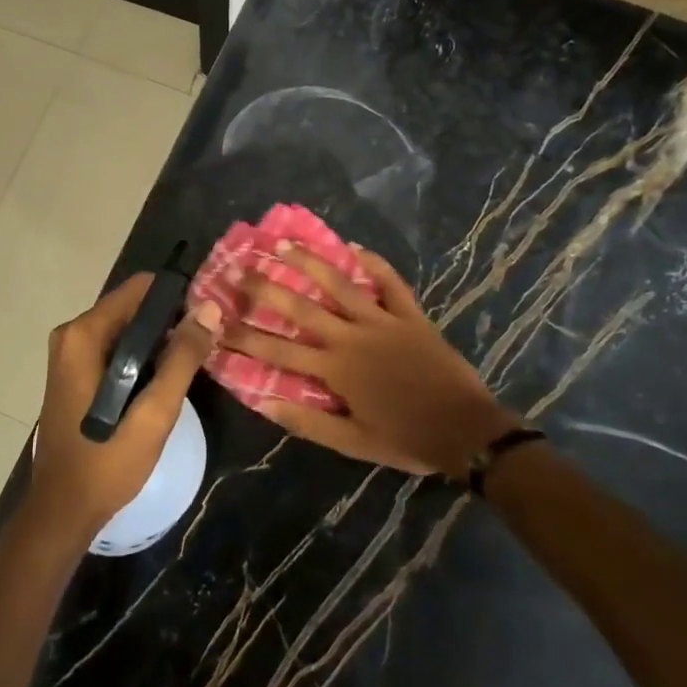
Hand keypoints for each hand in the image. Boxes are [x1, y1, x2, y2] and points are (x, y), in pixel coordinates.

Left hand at [28, 273, 222, 539]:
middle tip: (206, 343)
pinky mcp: (74, 371)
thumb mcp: (154, 413)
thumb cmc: (107, 462)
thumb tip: (210, 309)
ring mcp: (70, 353)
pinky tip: (166, 378)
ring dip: (159, 340)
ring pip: (126, 328)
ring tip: (194, 360)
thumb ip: (182, 358)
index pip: (139, 288)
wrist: (63, 509)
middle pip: (132, 306)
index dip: (177, 296)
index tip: (208, 316)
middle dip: (170, 320)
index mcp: (84, 335)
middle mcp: (72, 334)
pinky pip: (115, 347)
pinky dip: (141, 355)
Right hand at [221, 245, 520, 475]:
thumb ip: (308, 421)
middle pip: (302, 307)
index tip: (219, 323)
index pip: (279, 351)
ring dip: (311, 263)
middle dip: (267, 288)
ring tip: (284, 243)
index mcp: (336, 369)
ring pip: (341, 285)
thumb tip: (265, 403)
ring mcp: (383, 322)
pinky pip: (391, 283)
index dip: (246, 337)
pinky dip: (375, 264)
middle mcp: (353, 337)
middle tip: (240, 268)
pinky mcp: (412, 316)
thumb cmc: (406, 438)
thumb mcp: (353, 442)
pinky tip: (356, 247)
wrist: (467, 431)